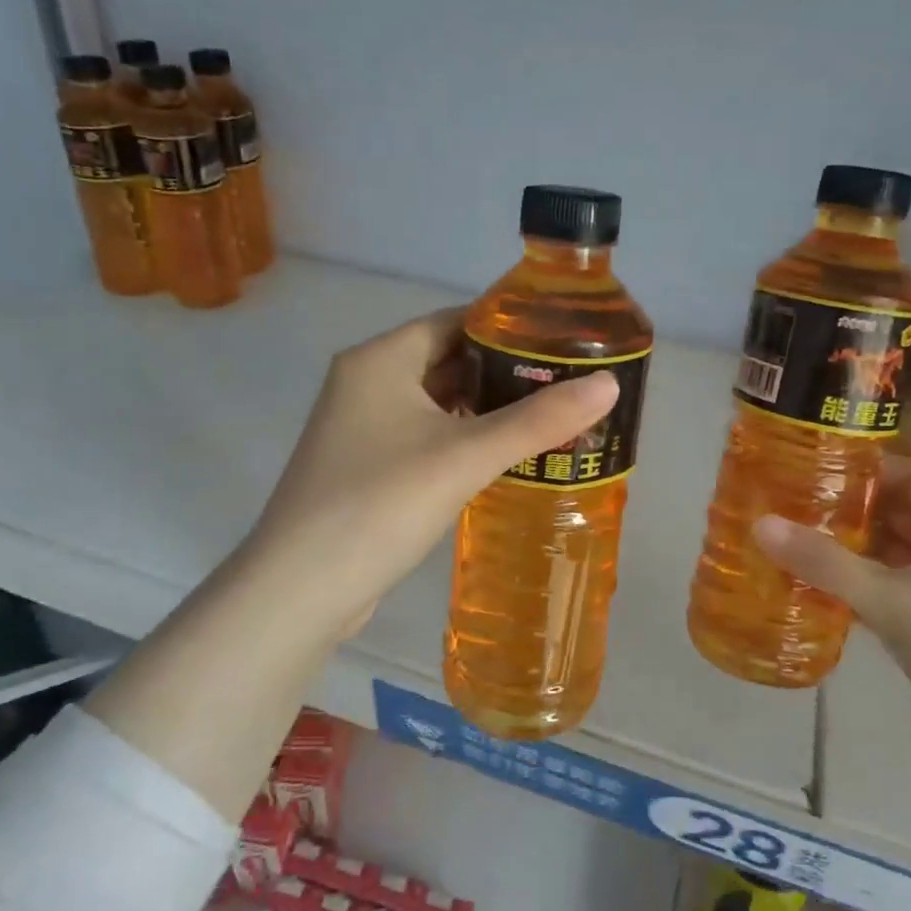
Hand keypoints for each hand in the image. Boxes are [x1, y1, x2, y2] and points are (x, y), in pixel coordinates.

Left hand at [241, 307, 619, 641]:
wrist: (300, 589)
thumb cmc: (380, 504)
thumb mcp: (465, 456)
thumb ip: (538, 420)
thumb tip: (610, 385)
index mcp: (380, 359)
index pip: (455, 320)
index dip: (509, 327)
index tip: (561, 341)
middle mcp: (365, 382)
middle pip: (447, 360)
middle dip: (504, 372)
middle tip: (566, 385)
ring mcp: (360, 427)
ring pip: (435, 403)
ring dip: (484, 409)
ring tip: (546, 419)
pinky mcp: (364, 467)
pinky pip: (423, 437)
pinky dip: (460, 440)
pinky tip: (499, 458)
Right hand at [751, 456, 910, 780]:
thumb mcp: (895, 600)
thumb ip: (825, 562)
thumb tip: (760, 523)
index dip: (868, 468)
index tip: (813, 464)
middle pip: (900, 516)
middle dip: (849, 509)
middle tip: (789, 501)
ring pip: (892, 558)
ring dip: (848, 550)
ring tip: (790, 538)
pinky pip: (888, 596)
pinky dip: (854, 588)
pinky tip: (811, 589)